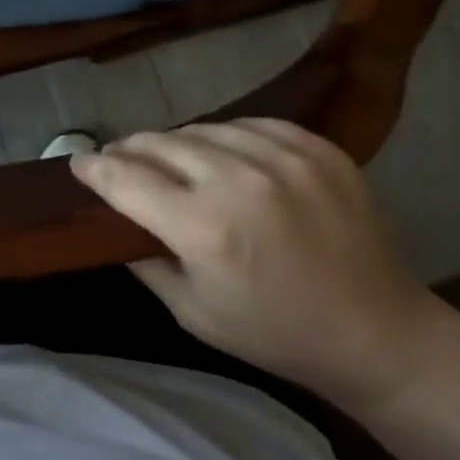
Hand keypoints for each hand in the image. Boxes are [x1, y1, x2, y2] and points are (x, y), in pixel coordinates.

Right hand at [71, 119, 447, 413]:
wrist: (381, 335)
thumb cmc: (276, 334)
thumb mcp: (192, 313)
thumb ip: (143, 258)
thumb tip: (112, 215)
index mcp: (205, 229)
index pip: (125, 179)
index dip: (93, 168)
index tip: (77, 163)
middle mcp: (240, 181)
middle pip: (158, 143)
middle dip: (129, 151)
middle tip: (120, 162)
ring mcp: (284, 158)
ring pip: (201, 128)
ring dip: (178, 144)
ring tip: (175, 161)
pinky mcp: (317, 147)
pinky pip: (248, 124)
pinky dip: (227, 139)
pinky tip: (227, 159)